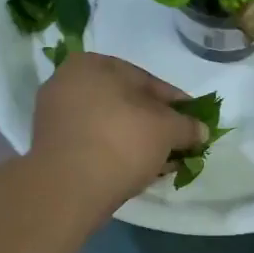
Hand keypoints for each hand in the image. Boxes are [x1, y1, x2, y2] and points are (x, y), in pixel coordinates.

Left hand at [31, 54, 207, 219]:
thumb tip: (201, 131)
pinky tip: (138, 170)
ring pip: (110, 125)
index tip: (194, 121)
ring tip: (163, 162)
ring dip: (138, 141)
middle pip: (126, 103)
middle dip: (156, 124)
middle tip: (179, 143)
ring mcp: (56, 116)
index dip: (176, 103)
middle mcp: (68, 82)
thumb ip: (187, 126)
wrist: (68, 188)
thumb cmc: (121, 142)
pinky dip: (117, 153)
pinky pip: (94, 143)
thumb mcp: (167, 130)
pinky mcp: (52, 147)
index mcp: (92, 64)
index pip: (147, 81)